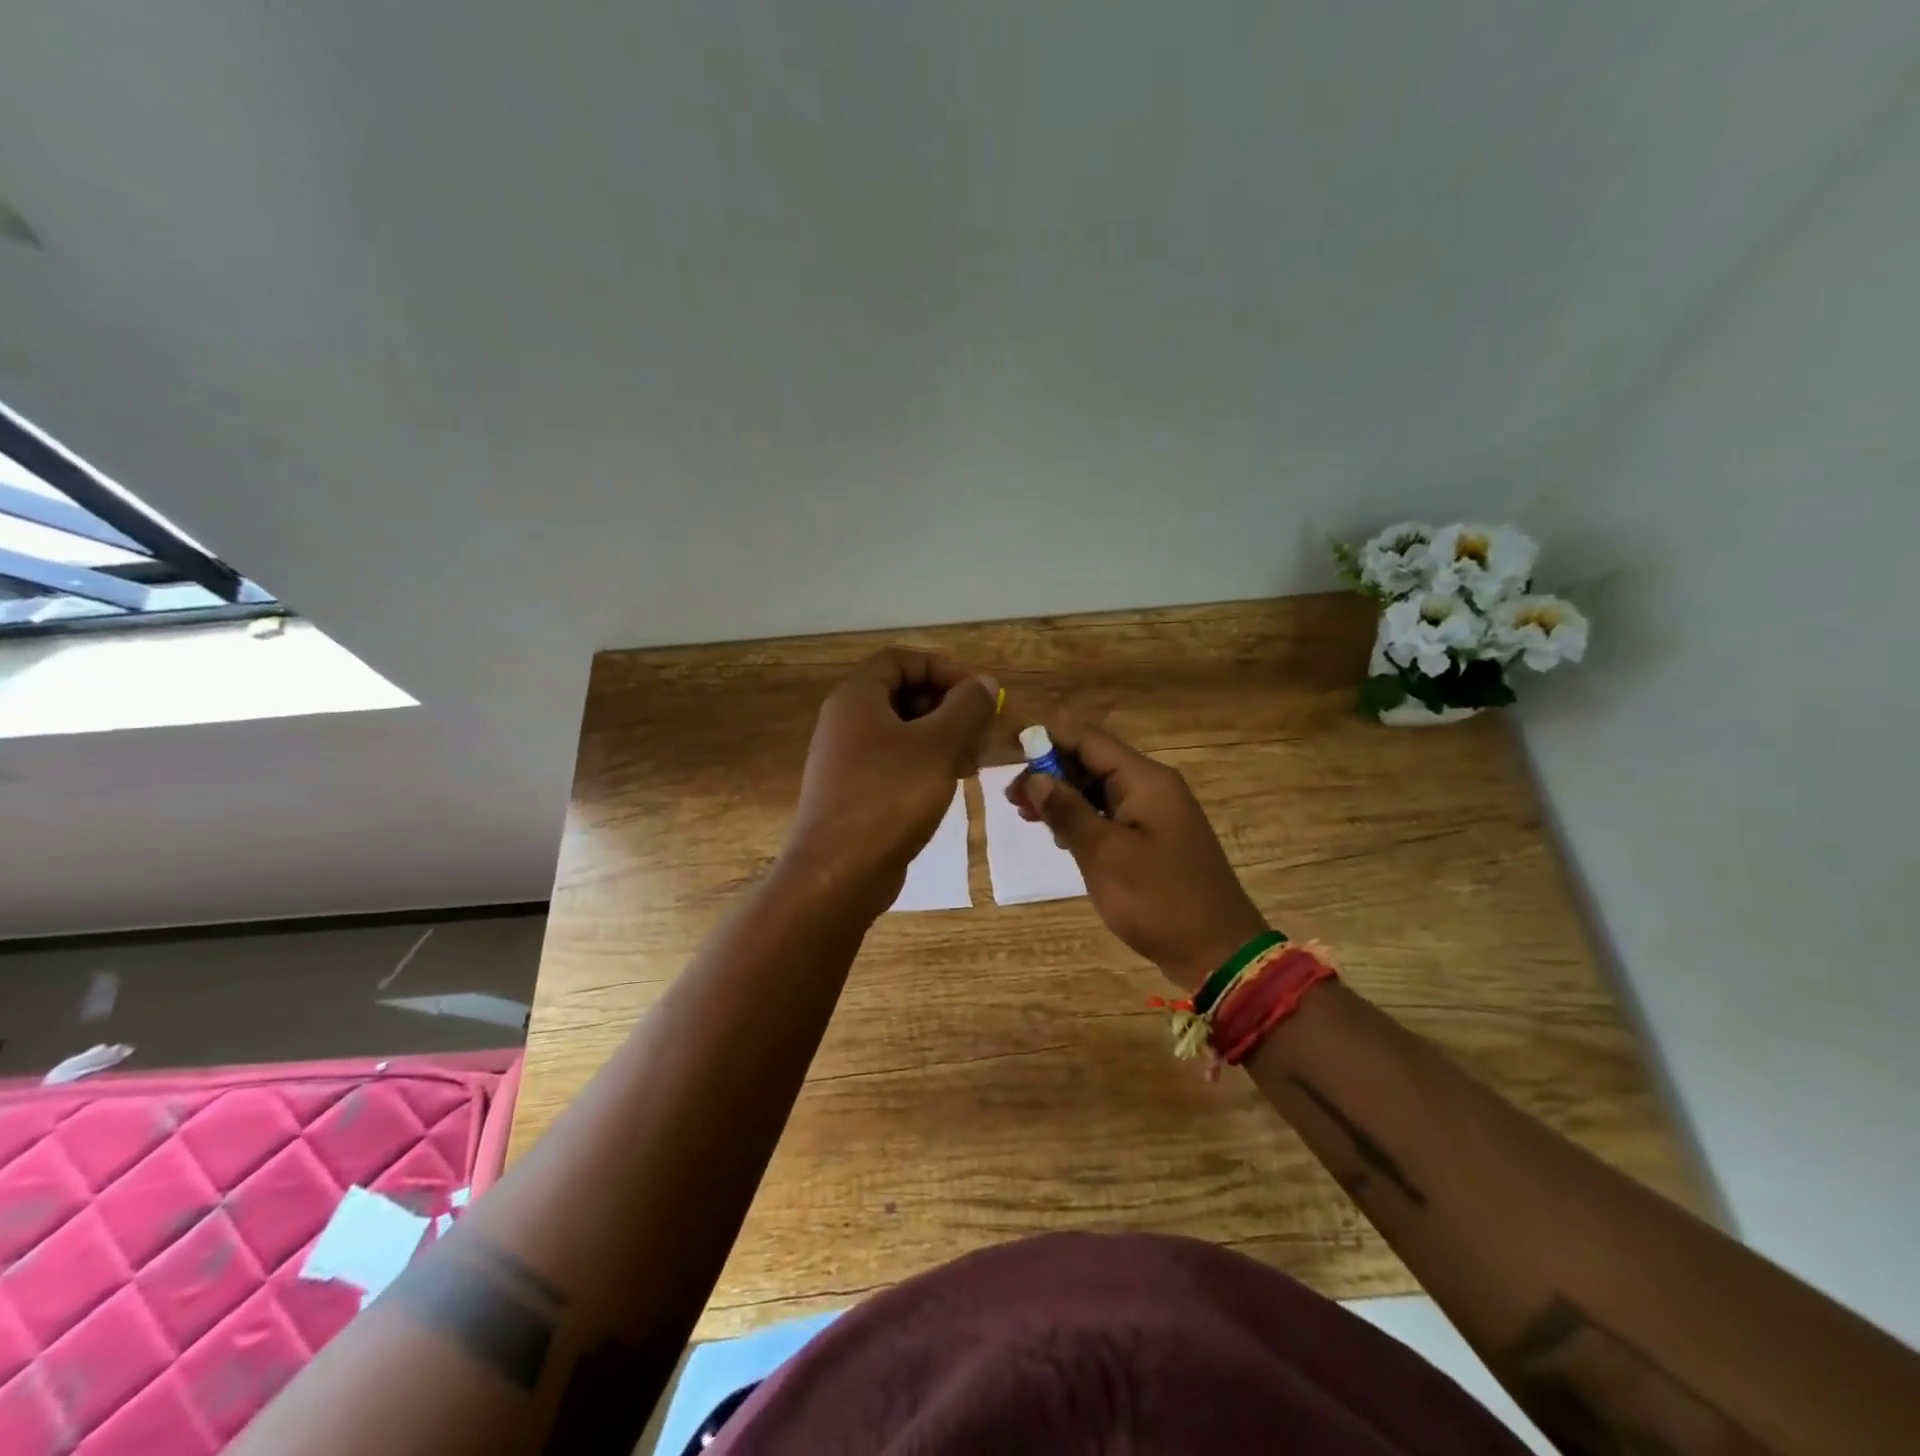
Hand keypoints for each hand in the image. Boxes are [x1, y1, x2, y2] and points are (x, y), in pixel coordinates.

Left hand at [786, 649, 998, 914]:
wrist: (840, 872)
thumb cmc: (891, 796)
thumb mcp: (939, 745)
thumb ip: (967, 707)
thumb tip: (984, 682)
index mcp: (857, 698)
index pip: (901, 660)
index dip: (942, 668)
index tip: (977, 692)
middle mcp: (845, 721)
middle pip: (901, 694)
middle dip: (946, 706)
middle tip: (979, 729)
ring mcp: (846, 759)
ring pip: (901, 732)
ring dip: (940, 737)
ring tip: (972, 760)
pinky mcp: (853, 791)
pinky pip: (893, 762)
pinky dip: (924, 763)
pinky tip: (950, 783)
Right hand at [1009, 725, 1268, 989]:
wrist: (1217, 951)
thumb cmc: (1158, 899)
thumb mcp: (1104, 854)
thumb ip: (1067, 811)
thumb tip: (1035, 777)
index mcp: (1145, 780)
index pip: (1088, 740)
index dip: (1047, 741)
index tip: (1010, 754)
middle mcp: (1152, 786)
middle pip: (1093, 762)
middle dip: (1051, 773)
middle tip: (1012, 799)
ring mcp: (1156, 813)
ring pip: (1100, 790)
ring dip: (1064, 798)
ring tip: (1027, 816)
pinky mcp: (1155, 839)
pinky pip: (1112, 815)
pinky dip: (1084, 819)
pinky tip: (1061, 837)